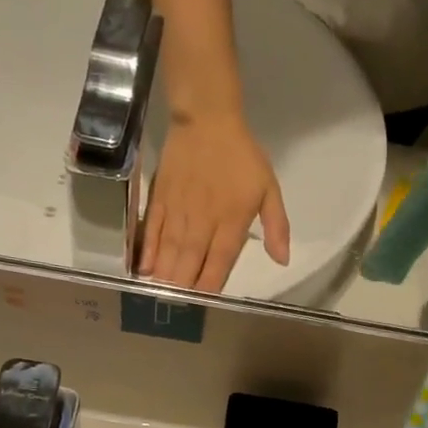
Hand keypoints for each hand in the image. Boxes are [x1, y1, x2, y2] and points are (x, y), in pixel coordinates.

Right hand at [138, 113, 290, 291]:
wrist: (207, 119)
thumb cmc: (241, 156)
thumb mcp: (269, 188)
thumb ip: (276, 226)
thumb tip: (283, 260)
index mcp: (232, 220)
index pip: (220, 261)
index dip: (211, 285)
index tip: (204, 303)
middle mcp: (203, 220)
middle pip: (191, 261)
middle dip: (184, 287)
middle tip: (177, 308)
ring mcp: (178, 210)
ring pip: (170, 250)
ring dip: (165, 275)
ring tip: (160, 296)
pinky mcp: (159, 199)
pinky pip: (152, 230)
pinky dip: (147, 250)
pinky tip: (144, 269)